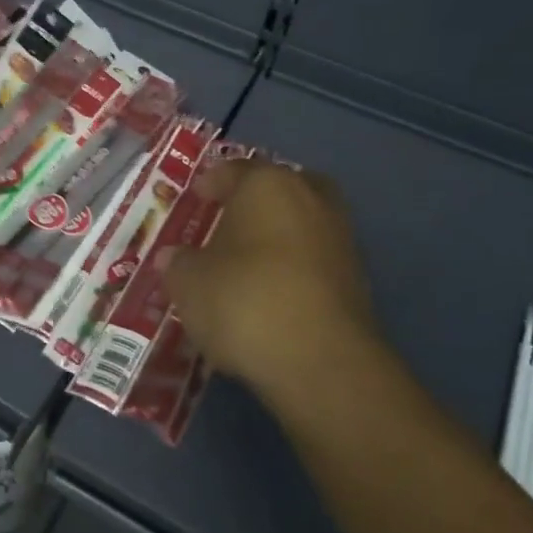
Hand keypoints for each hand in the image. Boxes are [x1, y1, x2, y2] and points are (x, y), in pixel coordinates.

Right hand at [163, 162, 402, 415]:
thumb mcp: (188, 282)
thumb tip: (174, 257)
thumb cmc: (243, 300)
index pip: (235, 170)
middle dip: (258, 200)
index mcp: (267, 185)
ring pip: (304, 222)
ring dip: (280, 235)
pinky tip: (272, 293)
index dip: (212, 182)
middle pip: (282, 187)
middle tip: (231, 219)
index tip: (197, 197)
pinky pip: (316, 259)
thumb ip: (178, 263)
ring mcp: (341, 239)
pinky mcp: (358, 280)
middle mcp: (311, 200)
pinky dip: (296, 268)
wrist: (321, 362)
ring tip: (248, 261)